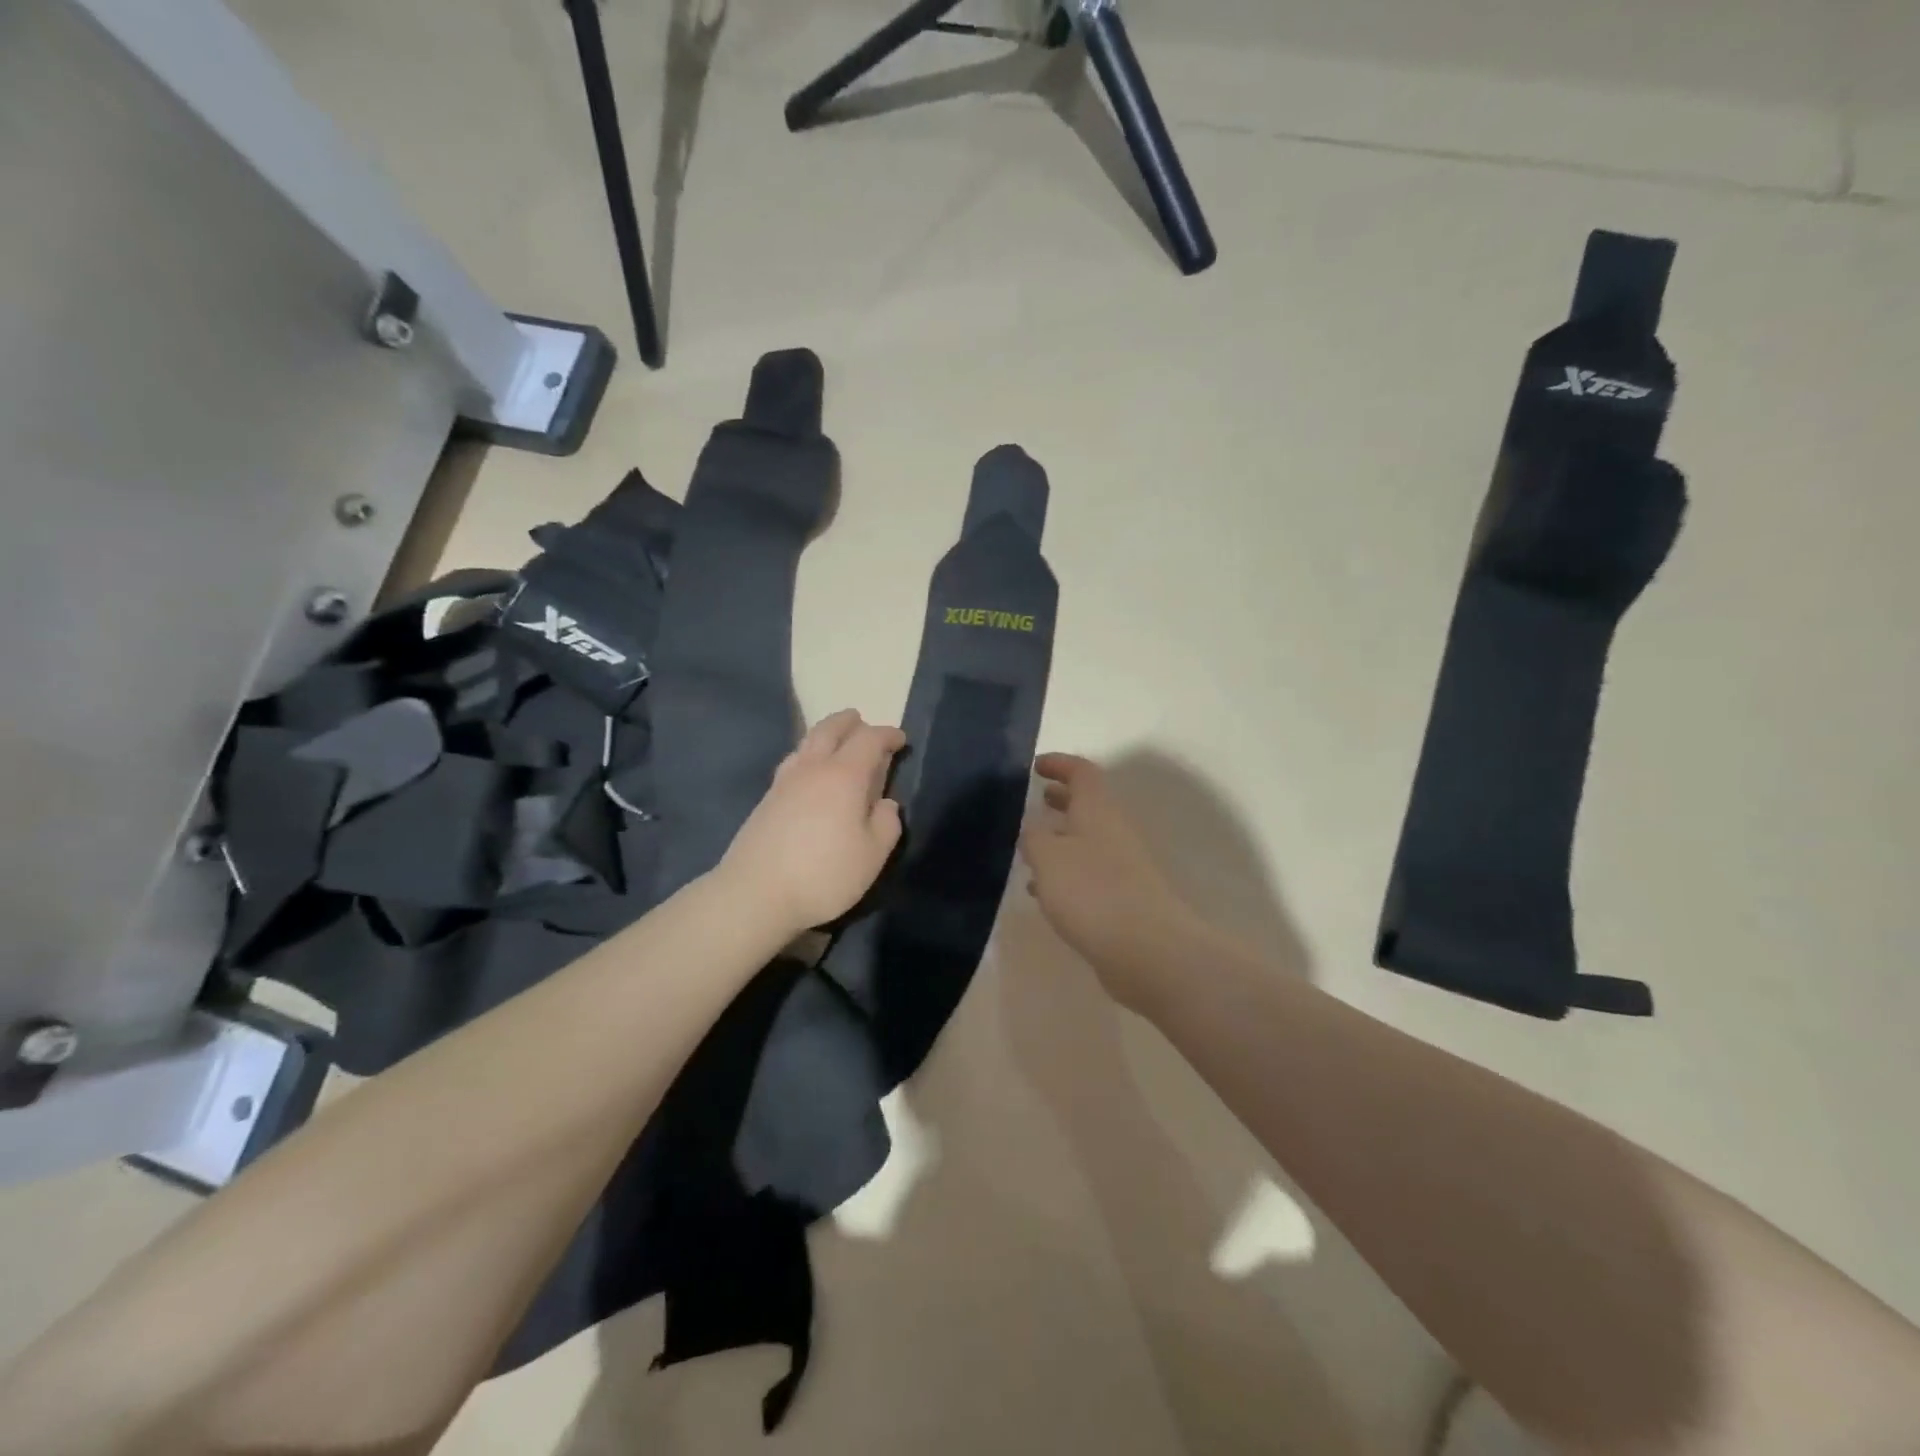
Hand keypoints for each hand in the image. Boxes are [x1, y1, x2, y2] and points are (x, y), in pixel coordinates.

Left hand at [720, 709, 905, 935]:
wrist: (755, 894)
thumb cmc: (823, 874)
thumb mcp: (872, 855)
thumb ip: (886, 824)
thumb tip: (885, 804)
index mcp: (843, 776)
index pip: (868, 740)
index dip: (887, 735)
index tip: (900, 739)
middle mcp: (812, 769)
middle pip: (829, 730)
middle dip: (849, 722)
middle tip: (861, 721)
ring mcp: (784, 783)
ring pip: (806, 743)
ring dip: (824, 734)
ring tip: (834, 741)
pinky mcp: (766, 800)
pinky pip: (792, 762)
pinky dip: (807, 755)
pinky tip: (808, 773)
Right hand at [1020, 754, 1204, 1014]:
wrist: (1147, 949)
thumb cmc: (1092, 892)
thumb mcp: (1047, 858)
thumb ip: (1033, 838)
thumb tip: (1033, 830)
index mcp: (1097, 811)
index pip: (1082, 772)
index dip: (1060, 764)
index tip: (1035, 766)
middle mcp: (1113, 832)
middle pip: (1088, 804)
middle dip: (1062, 799)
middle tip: (1037, 800)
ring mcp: (1122, 866)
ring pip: (1087, 840)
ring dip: (1062, 838)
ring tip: (1031, 846)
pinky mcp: (1122, 899)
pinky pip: (1089, 873)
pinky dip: (1066, 873)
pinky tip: (1045, 891)